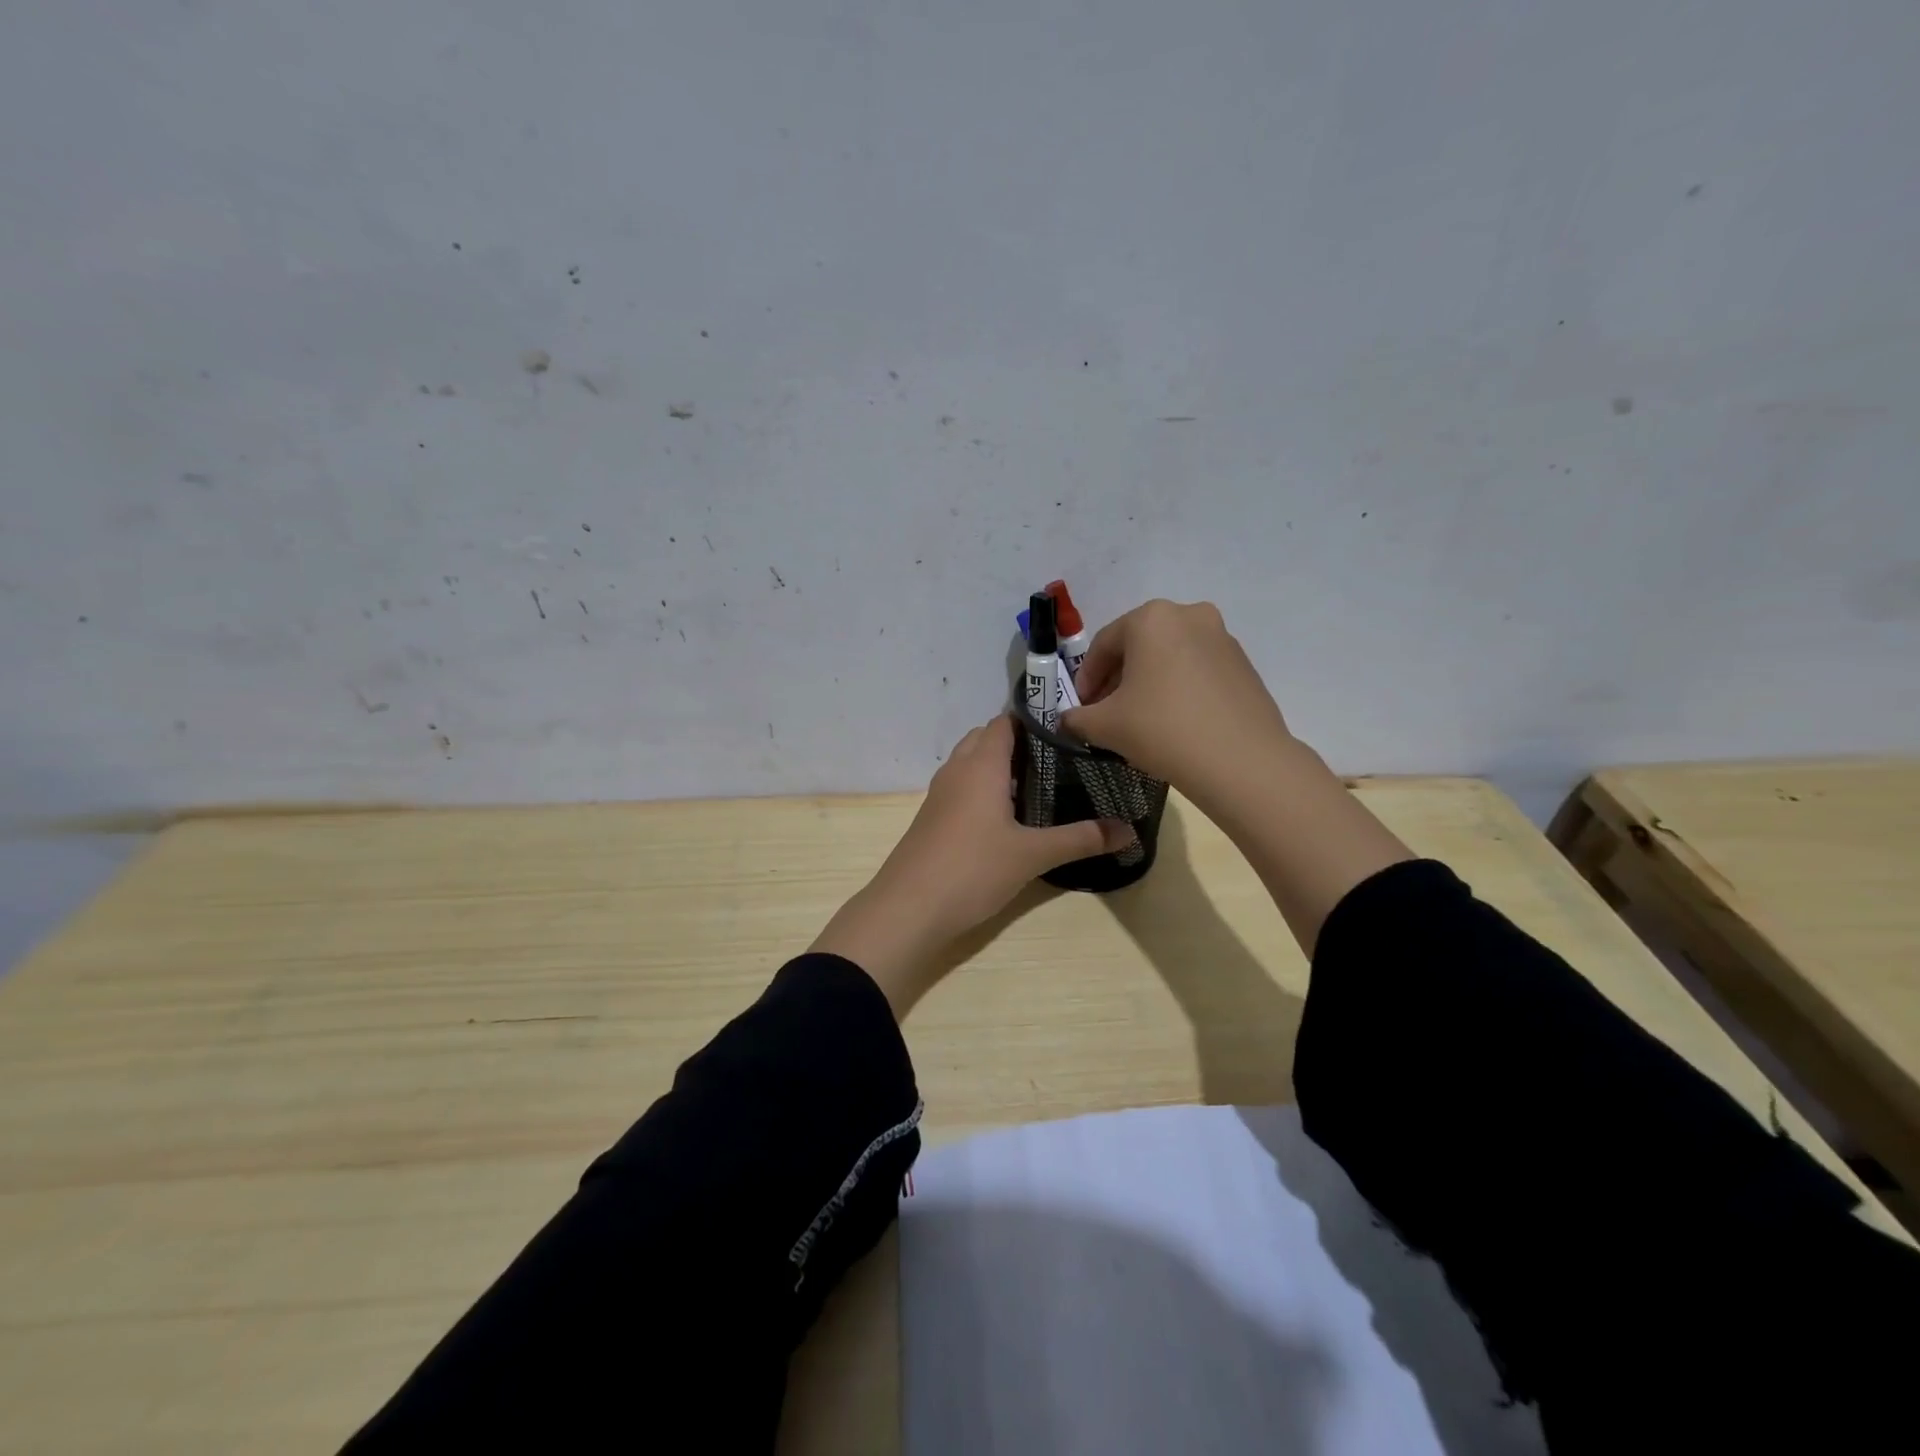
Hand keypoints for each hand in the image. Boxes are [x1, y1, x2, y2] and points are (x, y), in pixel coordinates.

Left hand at [811, 715, 1132, 1016]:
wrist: (908, 908)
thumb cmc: (972, 869)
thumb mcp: (1033, 855)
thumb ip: (1082, 839)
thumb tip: (1130, 831)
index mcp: (982, 764)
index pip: (1006, 722)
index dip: (1036, 721)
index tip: (1070, 731)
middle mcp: (958, 769)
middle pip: (987, 737)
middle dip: (1020, 743)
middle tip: (1060, 760)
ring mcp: (940, 793)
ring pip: (971, 762)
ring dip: (1000, 766)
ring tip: (1040, 785)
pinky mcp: (932, 816)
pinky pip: (962, 786)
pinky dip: (984, 787)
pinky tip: (1007, 816)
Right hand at [1061, 599, 1292, 801]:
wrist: (1241, 762)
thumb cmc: (1163, 730)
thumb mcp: (1104, 726)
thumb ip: (1076, 718)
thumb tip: (1069, 719)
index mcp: (1151, 619)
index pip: (1103, 644)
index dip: (1086, 678)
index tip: (1081, 708)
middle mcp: (1189, 615)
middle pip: (1138, 646)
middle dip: (1117, 678)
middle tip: (1106, 712)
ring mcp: (1223, 637)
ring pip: (1169, 657)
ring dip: (1148, 682)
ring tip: (1140, 719)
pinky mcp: (1244, 664)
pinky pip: (1197, 670)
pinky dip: (1178, 688)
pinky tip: (1174, 721)